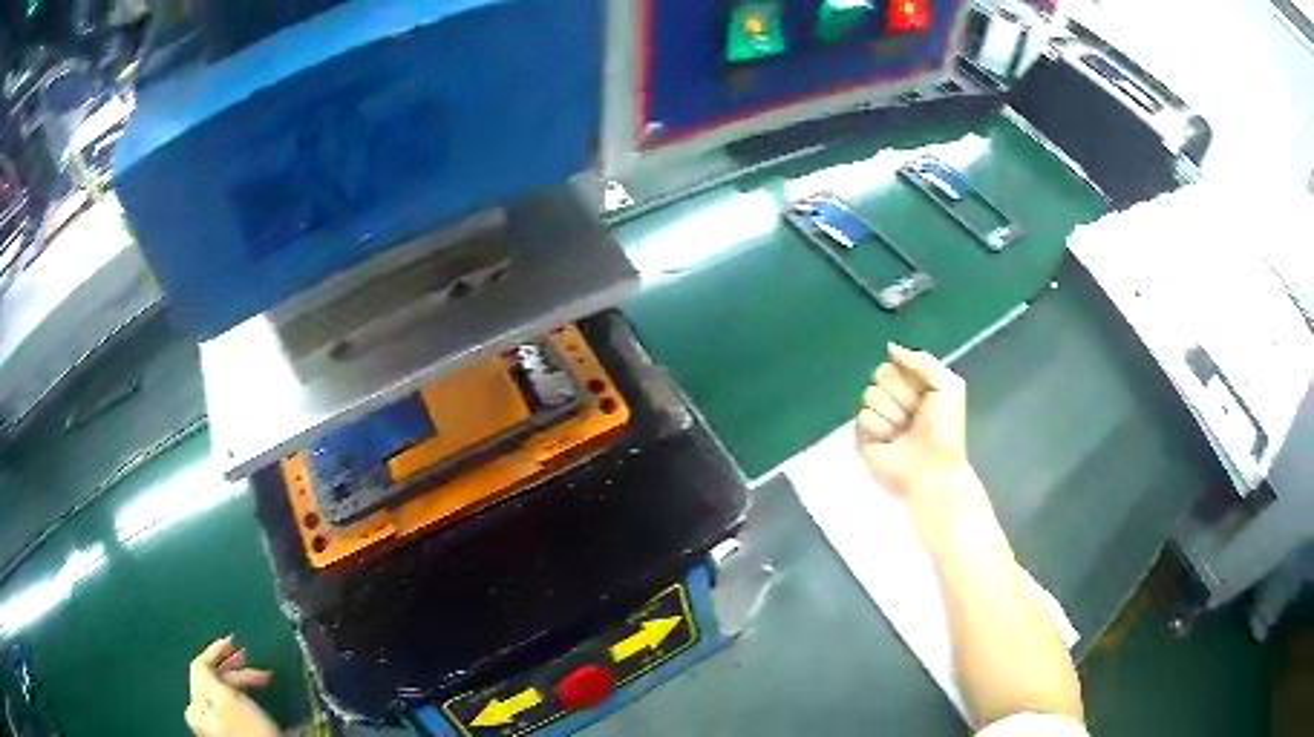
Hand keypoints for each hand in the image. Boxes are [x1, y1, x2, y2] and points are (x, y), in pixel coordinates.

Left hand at [186, 637, 277, 736]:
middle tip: (249, 658)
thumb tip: (201, 660)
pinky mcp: (229, 730)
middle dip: (232, 668)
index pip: (200, 668)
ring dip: (240, 680)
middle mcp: (200, 714)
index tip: (234, 641)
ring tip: (260, 678)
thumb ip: (207, 675)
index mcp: (195, 706)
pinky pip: (230, 703)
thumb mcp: (227, 700)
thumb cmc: (250, 732)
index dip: (216, 652)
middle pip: (212, 680)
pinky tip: (253, 695)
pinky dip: (241, 694)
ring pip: (223, 691)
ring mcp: (214, 724)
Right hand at [857, 344, 993, 550]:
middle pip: (879, 375)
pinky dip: (878, 429)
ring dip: (891, 414)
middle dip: (900, 396)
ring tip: (903, 432)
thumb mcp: (948, 386)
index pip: (894, 363)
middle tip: (914, 416)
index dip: (908, 378)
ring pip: (869, 395)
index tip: (923, 396)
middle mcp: (893, 398)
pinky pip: (861, 417)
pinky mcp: (862, 437)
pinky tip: (890, 441)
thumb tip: (890, 347)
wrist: (934, 470)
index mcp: (912, 385)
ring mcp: (877, 417)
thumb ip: (922, 360)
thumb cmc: (946, 431)